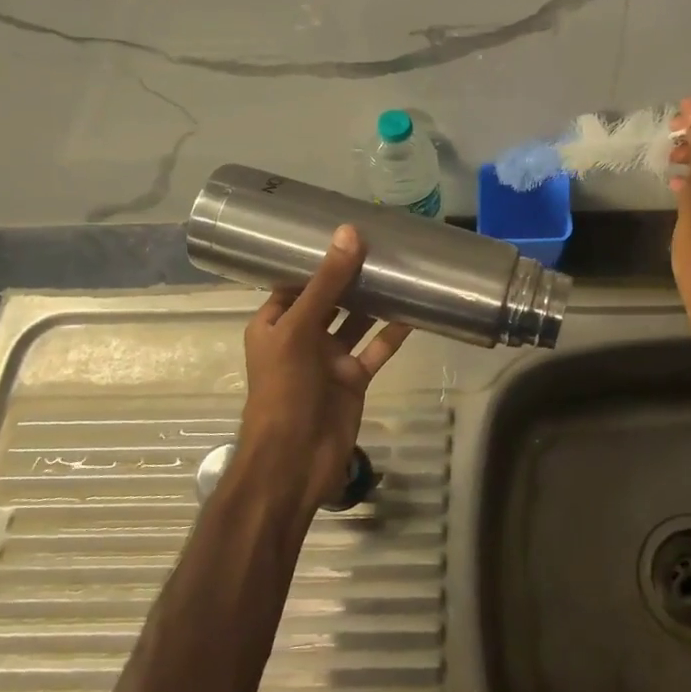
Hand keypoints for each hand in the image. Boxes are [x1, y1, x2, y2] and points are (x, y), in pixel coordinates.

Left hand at [239, 224, 411, 515]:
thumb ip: (327, 283)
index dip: (319, 258)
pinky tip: (415, 309)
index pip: (297, 281)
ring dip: (375, 300)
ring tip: (402, 268)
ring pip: (356, 321)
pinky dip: (393, 332)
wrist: (294, 461)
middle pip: (330, 298)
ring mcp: (329, 358)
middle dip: (353, 275)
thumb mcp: (300, 328)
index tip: (347, 231)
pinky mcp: (354, 377)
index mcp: (275, 322)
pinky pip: (376, 348)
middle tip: (384, 243)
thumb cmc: (285, 389)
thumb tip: (349, 233)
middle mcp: (302, 336)